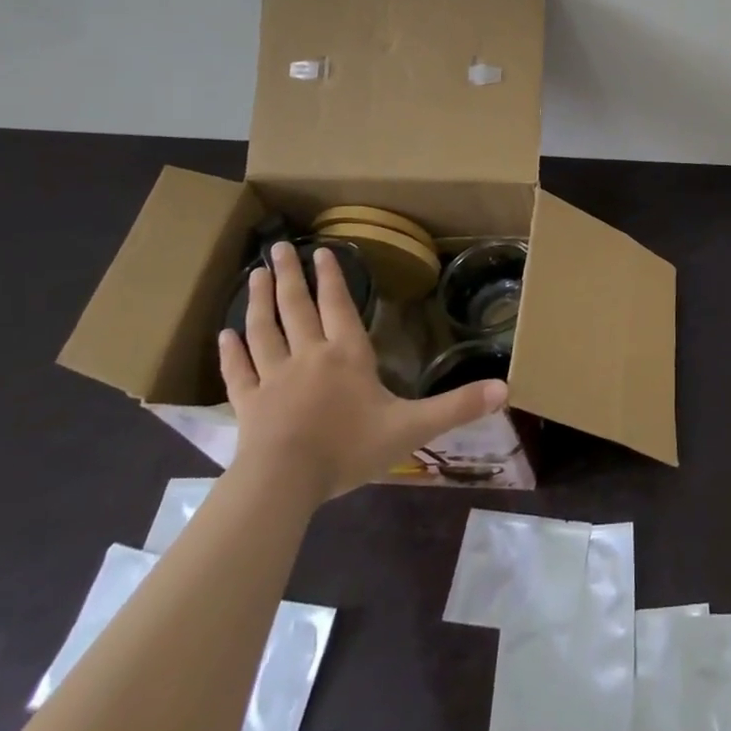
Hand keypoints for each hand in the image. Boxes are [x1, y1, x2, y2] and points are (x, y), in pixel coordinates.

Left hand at [218, 241, 508, 504]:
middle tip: (276, 248)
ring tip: (253, 276)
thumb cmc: (349, 449)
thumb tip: (507, 389)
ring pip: (264, 330)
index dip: (331, 277)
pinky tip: (223, 335)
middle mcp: (308, 356)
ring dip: (258, 301)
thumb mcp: (412, 427)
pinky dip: (230, 353)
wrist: (284, 483)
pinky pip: (238, 372)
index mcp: (347, 355)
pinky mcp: (247, 405)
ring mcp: (272, 379)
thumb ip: (457, 407)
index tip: (321, 249)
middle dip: (289, 276)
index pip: (338, 306)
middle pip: (296, 308)